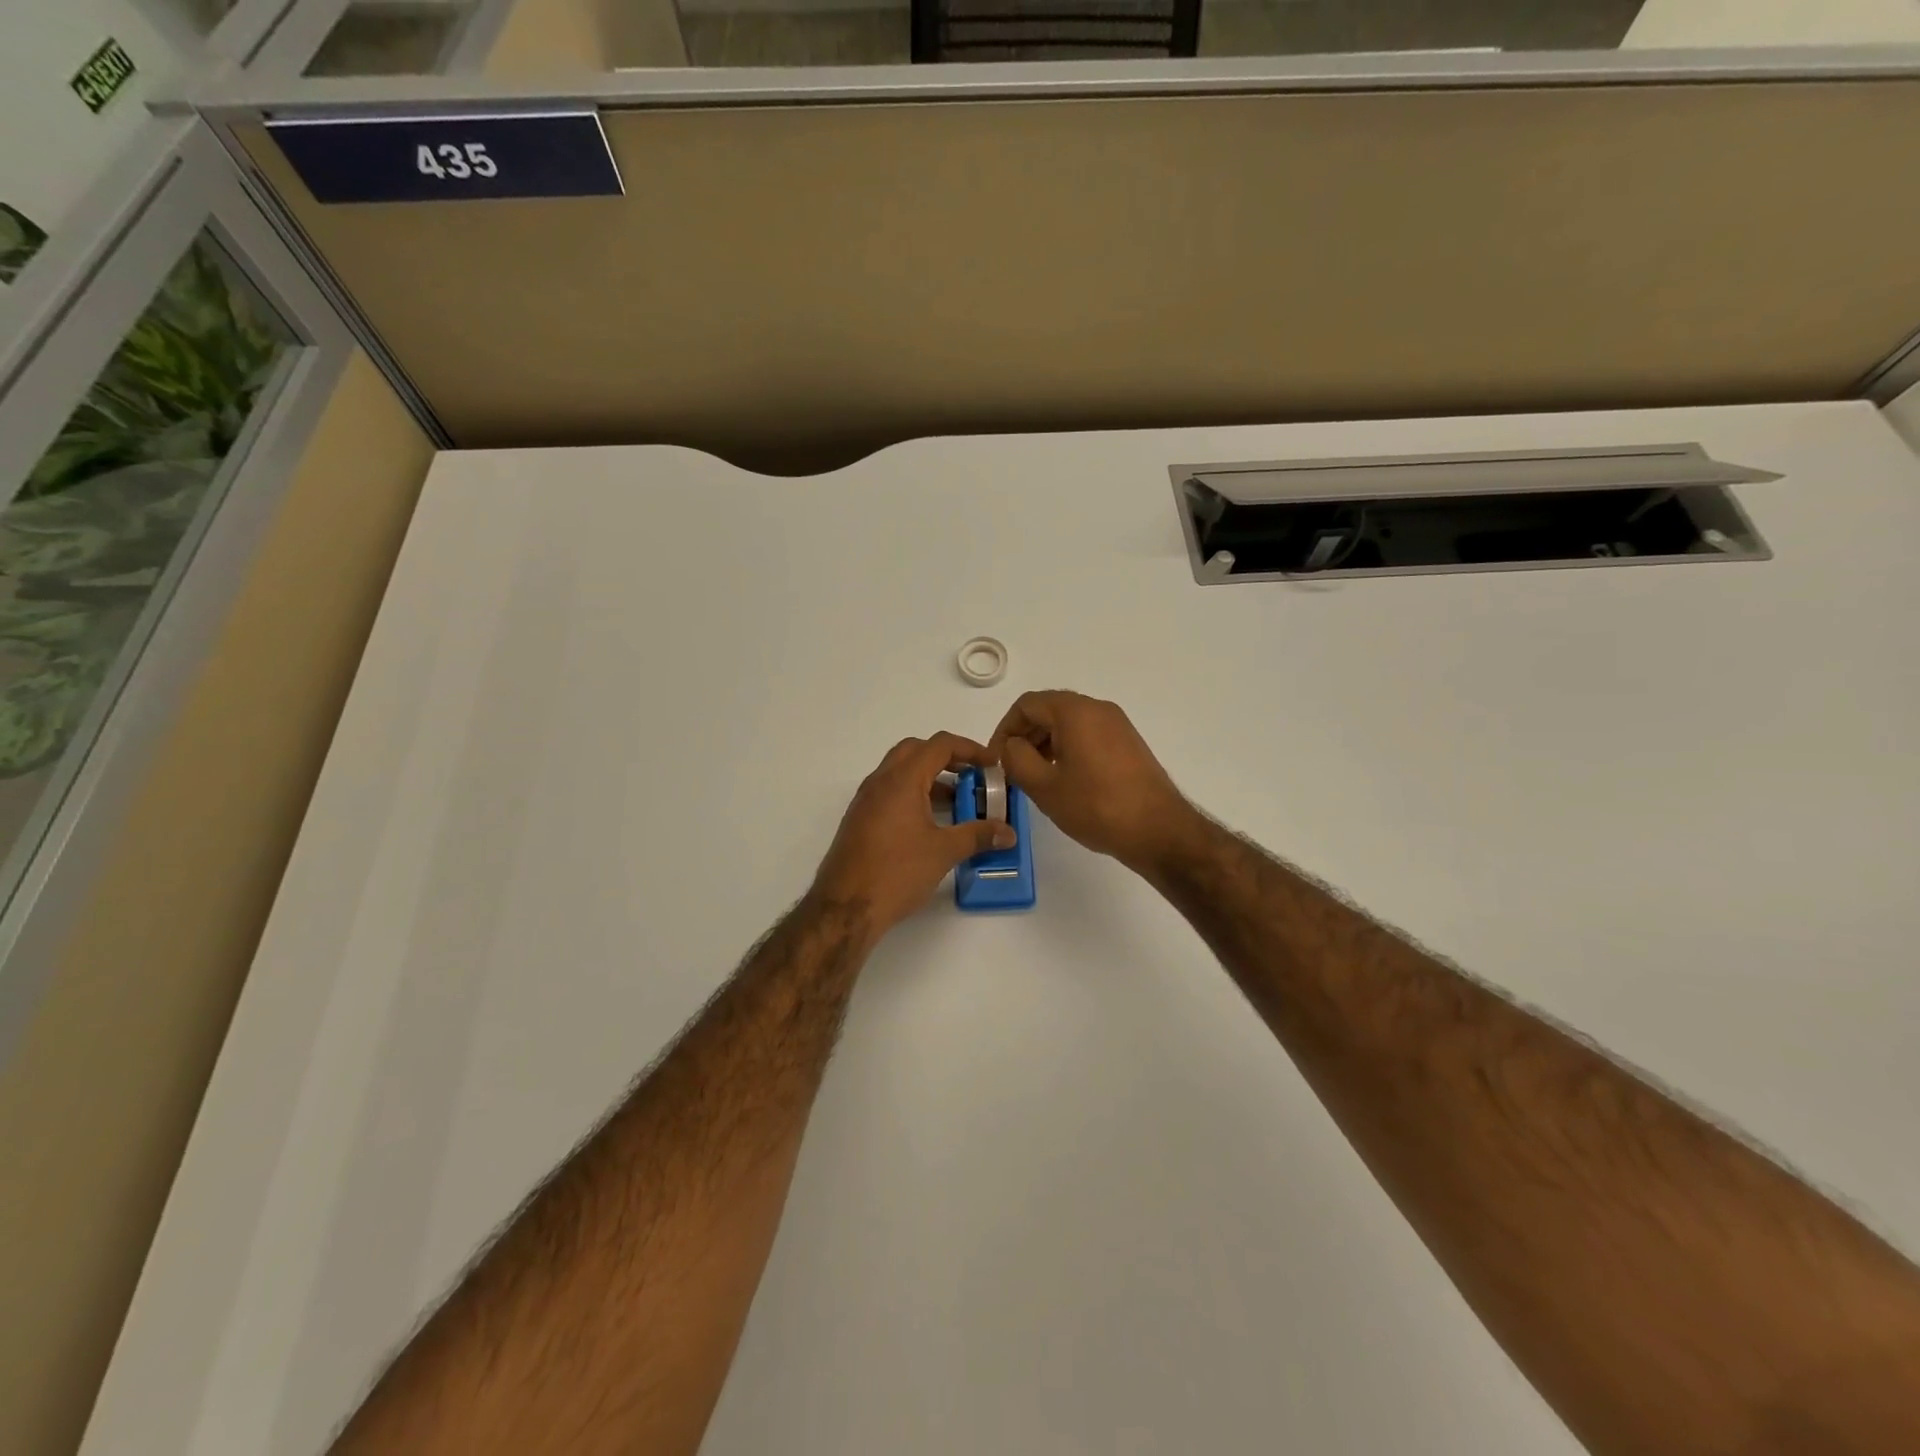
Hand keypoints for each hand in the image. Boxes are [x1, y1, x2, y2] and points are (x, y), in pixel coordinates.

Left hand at [812, 733, 1017, 937]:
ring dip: (930, 778)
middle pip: (916, 750)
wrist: (845, 907)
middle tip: (972, 776)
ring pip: (900, 772)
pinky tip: (931, 823)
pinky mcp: (860, 819)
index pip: (939, 745)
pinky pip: (890, 792)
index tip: (992, 765)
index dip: (970, 749)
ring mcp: (866, 800)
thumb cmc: (896, 872)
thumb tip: (1007, 832)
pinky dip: (914, 794)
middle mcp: (880, 781)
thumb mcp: (944, 852)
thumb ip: (978, 835)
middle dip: (947, 758)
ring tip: (958, 802)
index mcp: (901, 780)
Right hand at [988, 691, 1197, 873]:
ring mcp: (1117, 725)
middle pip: (1048, 710)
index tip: (996, 760)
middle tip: (1012, 769)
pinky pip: (1088, 735)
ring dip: (1045, 744)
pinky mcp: (1128, 743)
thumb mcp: (1043, 786)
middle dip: (1025, 736)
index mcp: (1075, 711)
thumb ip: (1016, 758)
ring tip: (1035, 777)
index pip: (1026, 705)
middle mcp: (1098, 708)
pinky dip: (1068, 749)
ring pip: (1069, 723)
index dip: (1004, 729)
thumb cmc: (1096, 806)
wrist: (1159, 830)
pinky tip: (1064, 780)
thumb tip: (1011, 746)